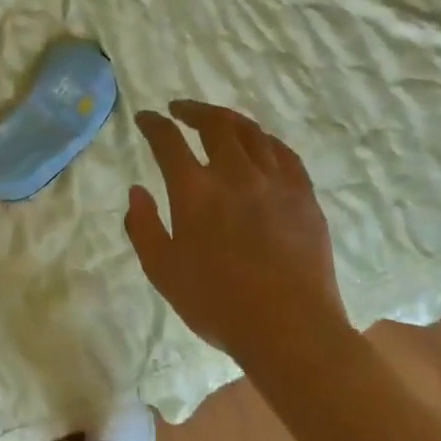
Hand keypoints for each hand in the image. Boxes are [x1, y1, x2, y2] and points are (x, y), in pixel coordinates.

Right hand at [125, 100, 348, 360]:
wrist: (291, 330)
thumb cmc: (218, 304)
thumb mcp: (162, 271)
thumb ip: (143, 226)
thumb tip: (137, 191)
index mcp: (195, 189)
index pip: (168, 140)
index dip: (153, 123)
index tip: (145, 118)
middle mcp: (234, 173)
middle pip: (214, 123)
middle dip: (193, 110)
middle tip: (181, 111)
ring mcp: (274, 181)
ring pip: (251, 132)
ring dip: (229, 119)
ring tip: (218, 121)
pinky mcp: (303, 195)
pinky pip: (284, 153)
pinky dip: (265, 141)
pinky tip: (260, 145)